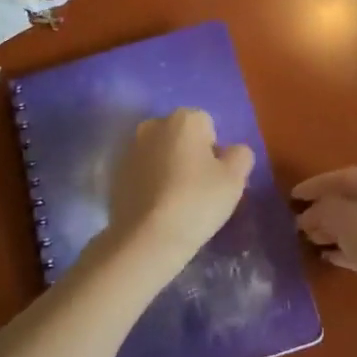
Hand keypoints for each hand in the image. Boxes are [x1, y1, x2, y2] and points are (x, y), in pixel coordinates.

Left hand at [94, 109, 253, 294]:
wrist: (147, 237)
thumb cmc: (197, 201)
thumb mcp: (235, 179)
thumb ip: (240, 155)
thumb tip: (232, 152)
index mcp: (184, 118)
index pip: (208, 125)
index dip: (215, 151)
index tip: (215, 177)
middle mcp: (153, 124)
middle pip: (180, 136)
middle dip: (189, 154)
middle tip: (198, 188)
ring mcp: (130, 148)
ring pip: (159, 153)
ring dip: (168, 167)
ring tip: (177, 201)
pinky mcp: (115, 173)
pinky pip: (142, 172)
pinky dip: (150, 182)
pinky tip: (157, 208)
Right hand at [292, 168, 356, 299]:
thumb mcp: (345, 219)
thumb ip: (322, 210)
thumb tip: (309, 214)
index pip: (343, 177)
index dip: (315, 185)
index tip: (292, 197)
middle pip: (350, 200)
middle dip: (322, 209)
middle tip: (298, 223)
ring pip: (356, 224)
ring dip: (331, 230)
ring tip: (309, 240)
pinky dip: (345, 249)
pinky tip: (328, 257)